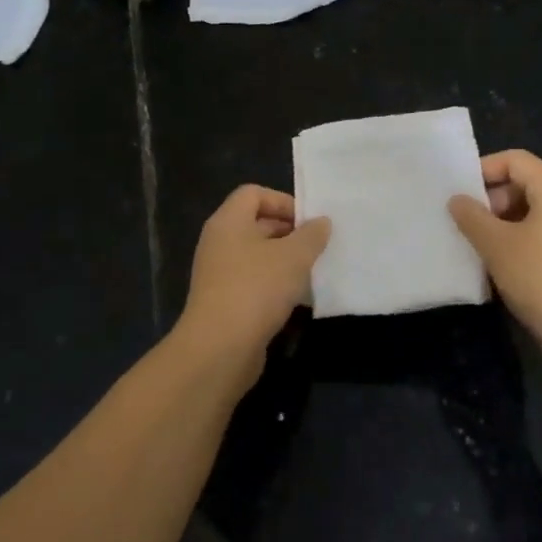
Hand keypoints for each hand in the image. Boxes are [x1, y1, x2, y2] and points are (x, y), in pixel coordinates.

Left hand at [175, 185, 330, 381]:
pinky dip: (275, 286)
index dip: (284, 201)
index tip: (309, 222)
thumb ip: (311, 235)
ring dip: (285, 262)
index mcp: (228, 222)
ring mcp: (219, 274)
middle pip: (257, 224)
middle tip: (318, 247)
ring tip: (312, 272)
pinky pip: (254, 282)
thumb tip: (321, 222)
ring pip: (258, 256)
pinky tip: (297, 300)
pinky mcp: (225, 302)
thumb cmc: (256, 289)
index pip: (254, 194)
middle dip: (290, 233)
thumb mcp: (293, 257)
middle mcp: (219, 243)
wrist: (220, 348)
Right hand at [449, 150, 541, 346]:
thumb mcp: (497, 244)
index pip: (517, 160)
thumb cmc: (540, 277)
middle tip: (464, 222)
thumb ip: (472, 217)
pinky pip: (538, 238)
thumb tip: (457, 200)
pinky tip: (495, 267)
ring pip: (529, 215)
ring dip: (499, 225)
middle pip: (524, 185)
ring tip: (474, 245)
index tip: (459, 191)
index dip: (485, 168)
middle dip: (490, 200)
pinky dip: (514, 244)